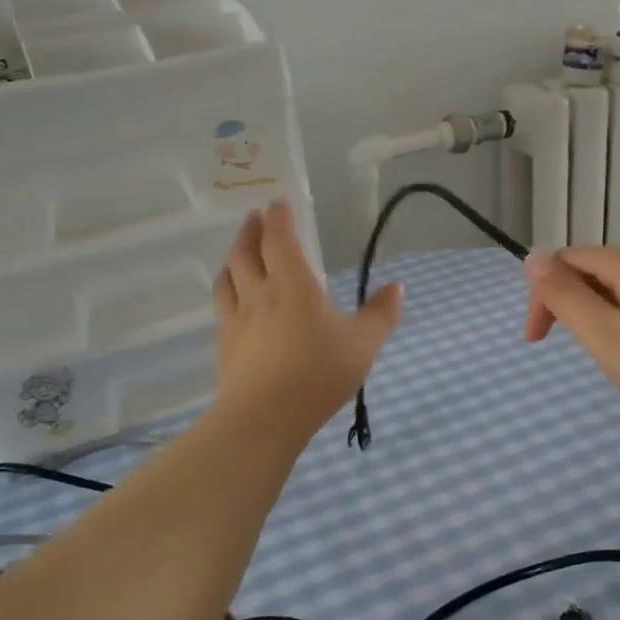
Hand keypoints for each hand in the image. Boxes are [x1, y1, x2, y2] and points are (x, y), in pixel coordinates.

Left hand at [212, 201, 402, 440]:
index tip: (277, 203)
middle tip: (254, 218)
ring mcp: (237, 320)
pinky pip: (222, 309)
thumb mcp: (363, 344)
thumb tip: (397, 287)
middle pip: (246, 253)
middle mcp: (259, 294)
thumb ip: (381, 314)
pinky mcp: (225, 346)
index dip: (278, 218)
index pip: (280, 240)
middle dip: (251, 231)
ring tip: (238, 254)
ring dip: (233, 258)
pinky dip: (227, 293)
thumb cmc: (318, 374)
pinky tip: (232, 304)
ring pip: (228, 278)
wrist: (265, 417)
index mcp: (293, 285)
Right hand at [522, 247, 619, 439]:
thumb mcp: (601, 331)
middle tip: (562, 348)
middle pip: (588, 272)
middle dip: (564, 305)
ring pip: (610, 293)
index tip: (538, 339)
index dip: (543, 294)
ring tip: (597, 354)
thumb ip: (564, 295)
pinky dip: (615, 328)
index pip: (565, 259)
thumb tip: (532, 257)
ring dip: (589, 319)